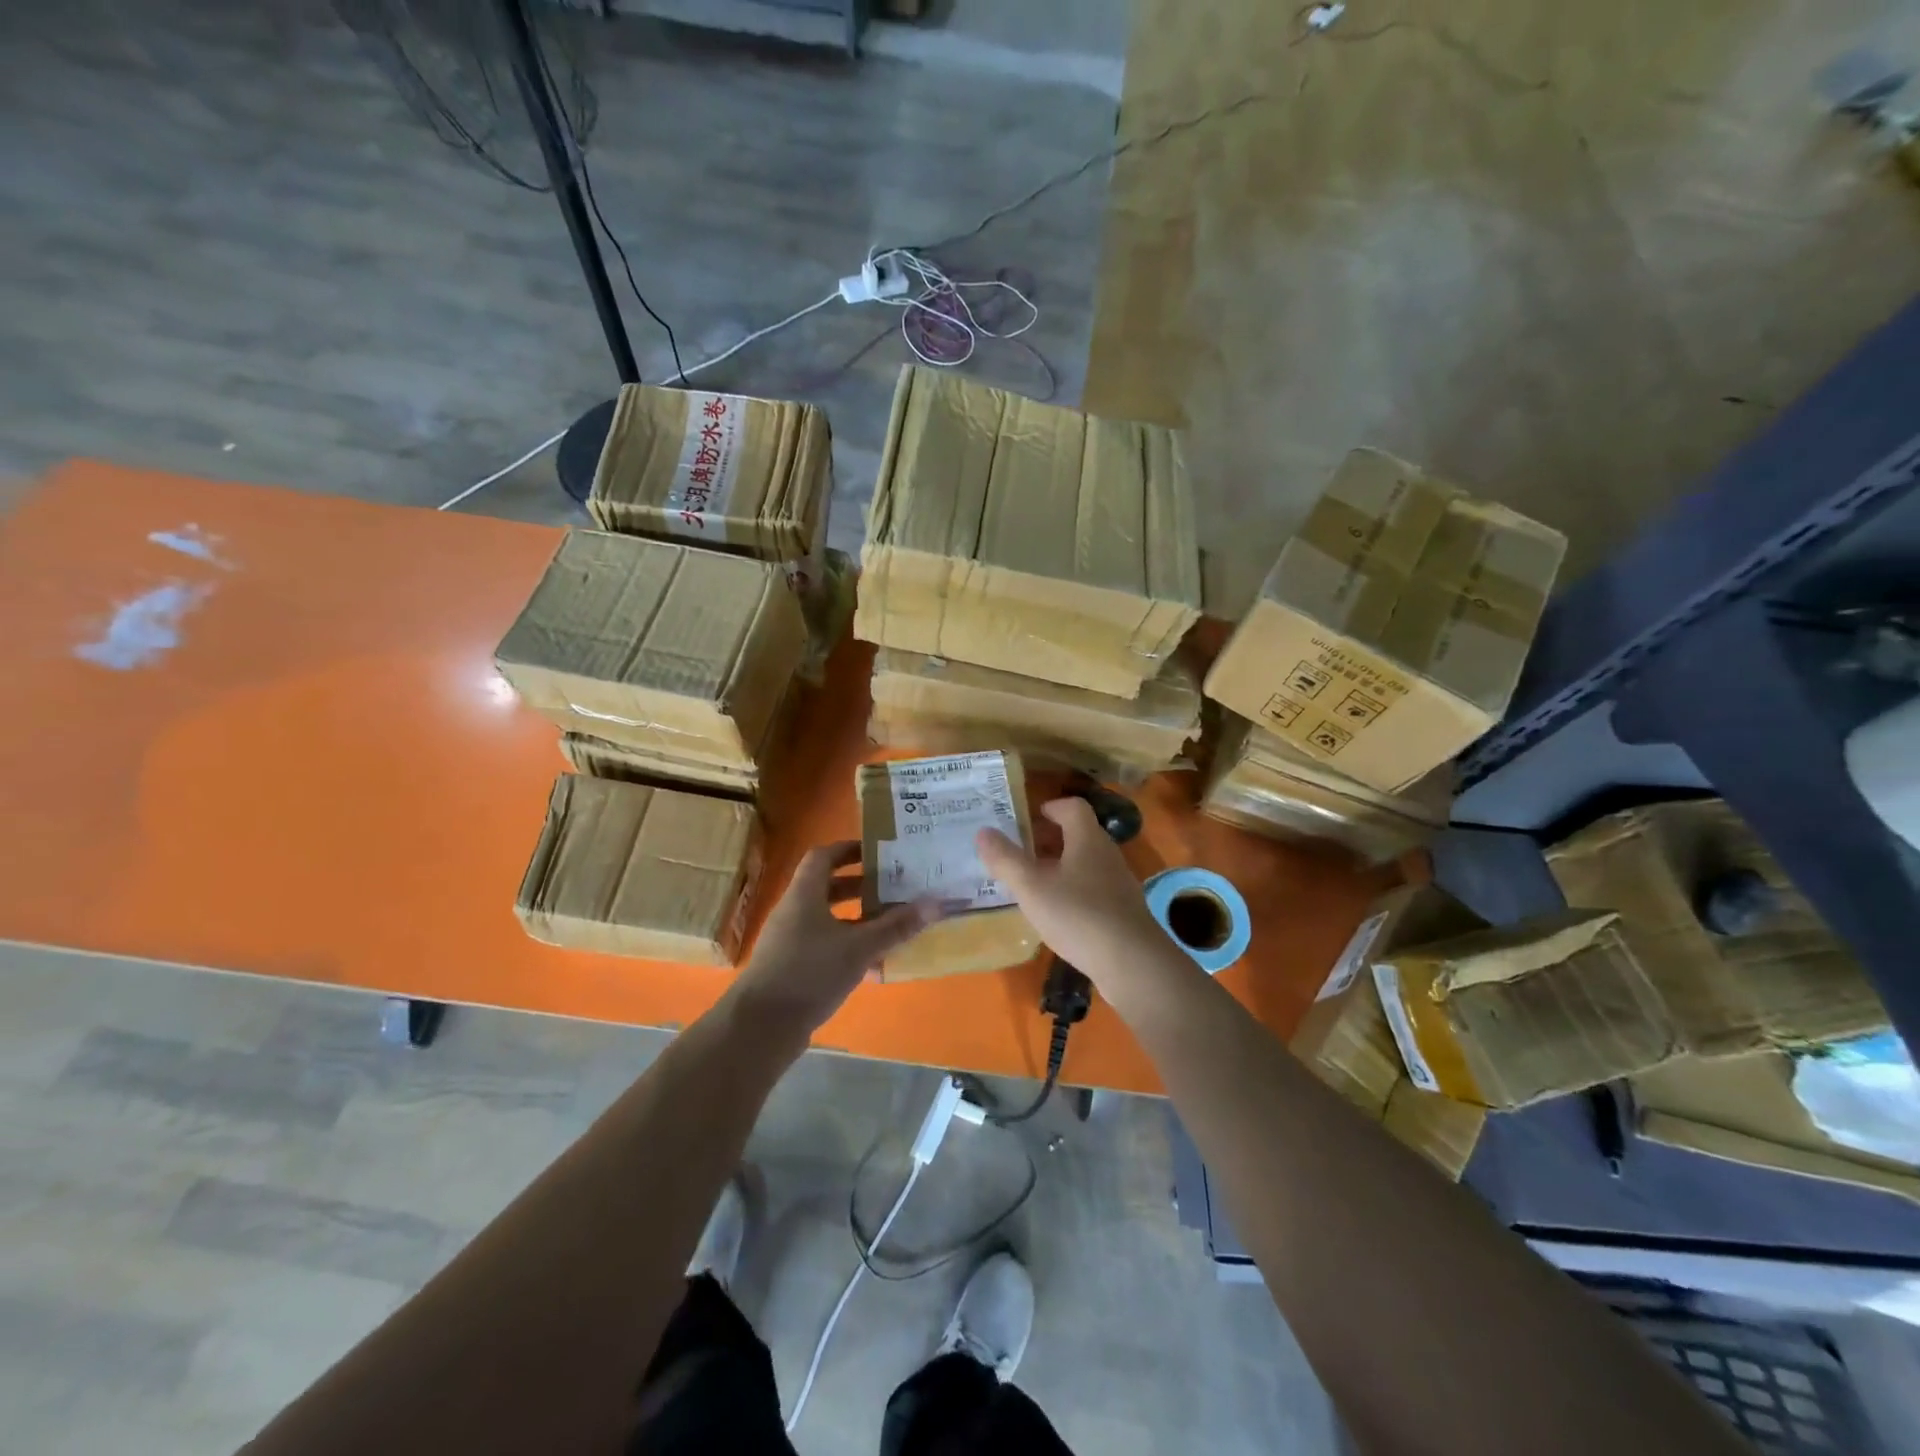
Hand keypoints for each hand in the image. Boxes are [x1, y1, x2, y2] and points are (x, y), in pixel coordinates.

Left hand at [726, 842, 938, 1035]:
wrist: (761, 1027)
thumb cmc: (809, 973)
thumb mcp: (859, 948)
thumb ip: (896, 926)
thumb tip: (935, 903)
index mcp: (804, 895)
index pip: (823, 856)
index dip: (848, 848)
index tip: (877, 851)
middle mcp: (794, 912)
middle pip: (827, 887)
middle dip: (860, 885)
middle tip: (892, 886)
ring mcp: (790, 941)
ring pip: (828, 919)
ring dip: (857, 918)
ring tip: (890, 923)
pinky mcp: (792, 968)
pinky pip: (824, 946)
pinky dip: (848, 947)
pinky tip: (874, 965)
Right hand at [976, 798, 1172, 990]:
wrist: (1132, 963)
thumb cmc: (1078, 915)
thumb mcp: (1031, 887)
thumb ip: (1005, 859)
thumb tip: (983, 832)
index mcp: (1087, 839)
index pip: (1073, 807)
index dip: (1051, 807)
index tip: (1029, 818)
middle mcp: (1107, 854)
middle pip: (1079, 834)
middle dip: (1050, 839)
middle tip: (1022, 851)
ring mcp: (1119, 883)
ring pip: (1087, 863)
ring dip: (1061, 866)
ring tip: (1035, 883)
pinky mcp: (1123, 911)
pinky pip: (1094, 888)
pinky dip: (1074, 890)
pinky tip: (1058, 913)